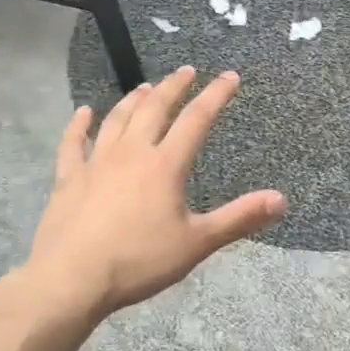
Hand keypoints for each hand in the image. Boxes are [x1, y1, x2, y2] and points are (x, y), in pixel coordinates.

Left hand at [27, 67, 285, 318]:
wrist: (71, 280)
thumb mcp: (197, 243)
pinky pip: (73, 143)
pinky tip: (83, 112)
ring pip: (117, 119)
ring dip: (134, 100)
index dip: (216, 95)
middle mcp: (132, 153)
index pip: (197, 120)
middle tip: (186, 71)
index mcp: (166, 165)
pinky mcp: (68, 178)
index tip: (230, 76)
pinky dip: (79, 125)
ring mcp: (96, 162)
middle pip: (155, 109)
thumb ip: (239, 218)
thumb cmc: (139, 261)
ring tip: (145, 87)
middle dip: (174, 87)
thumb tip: (281, 199)